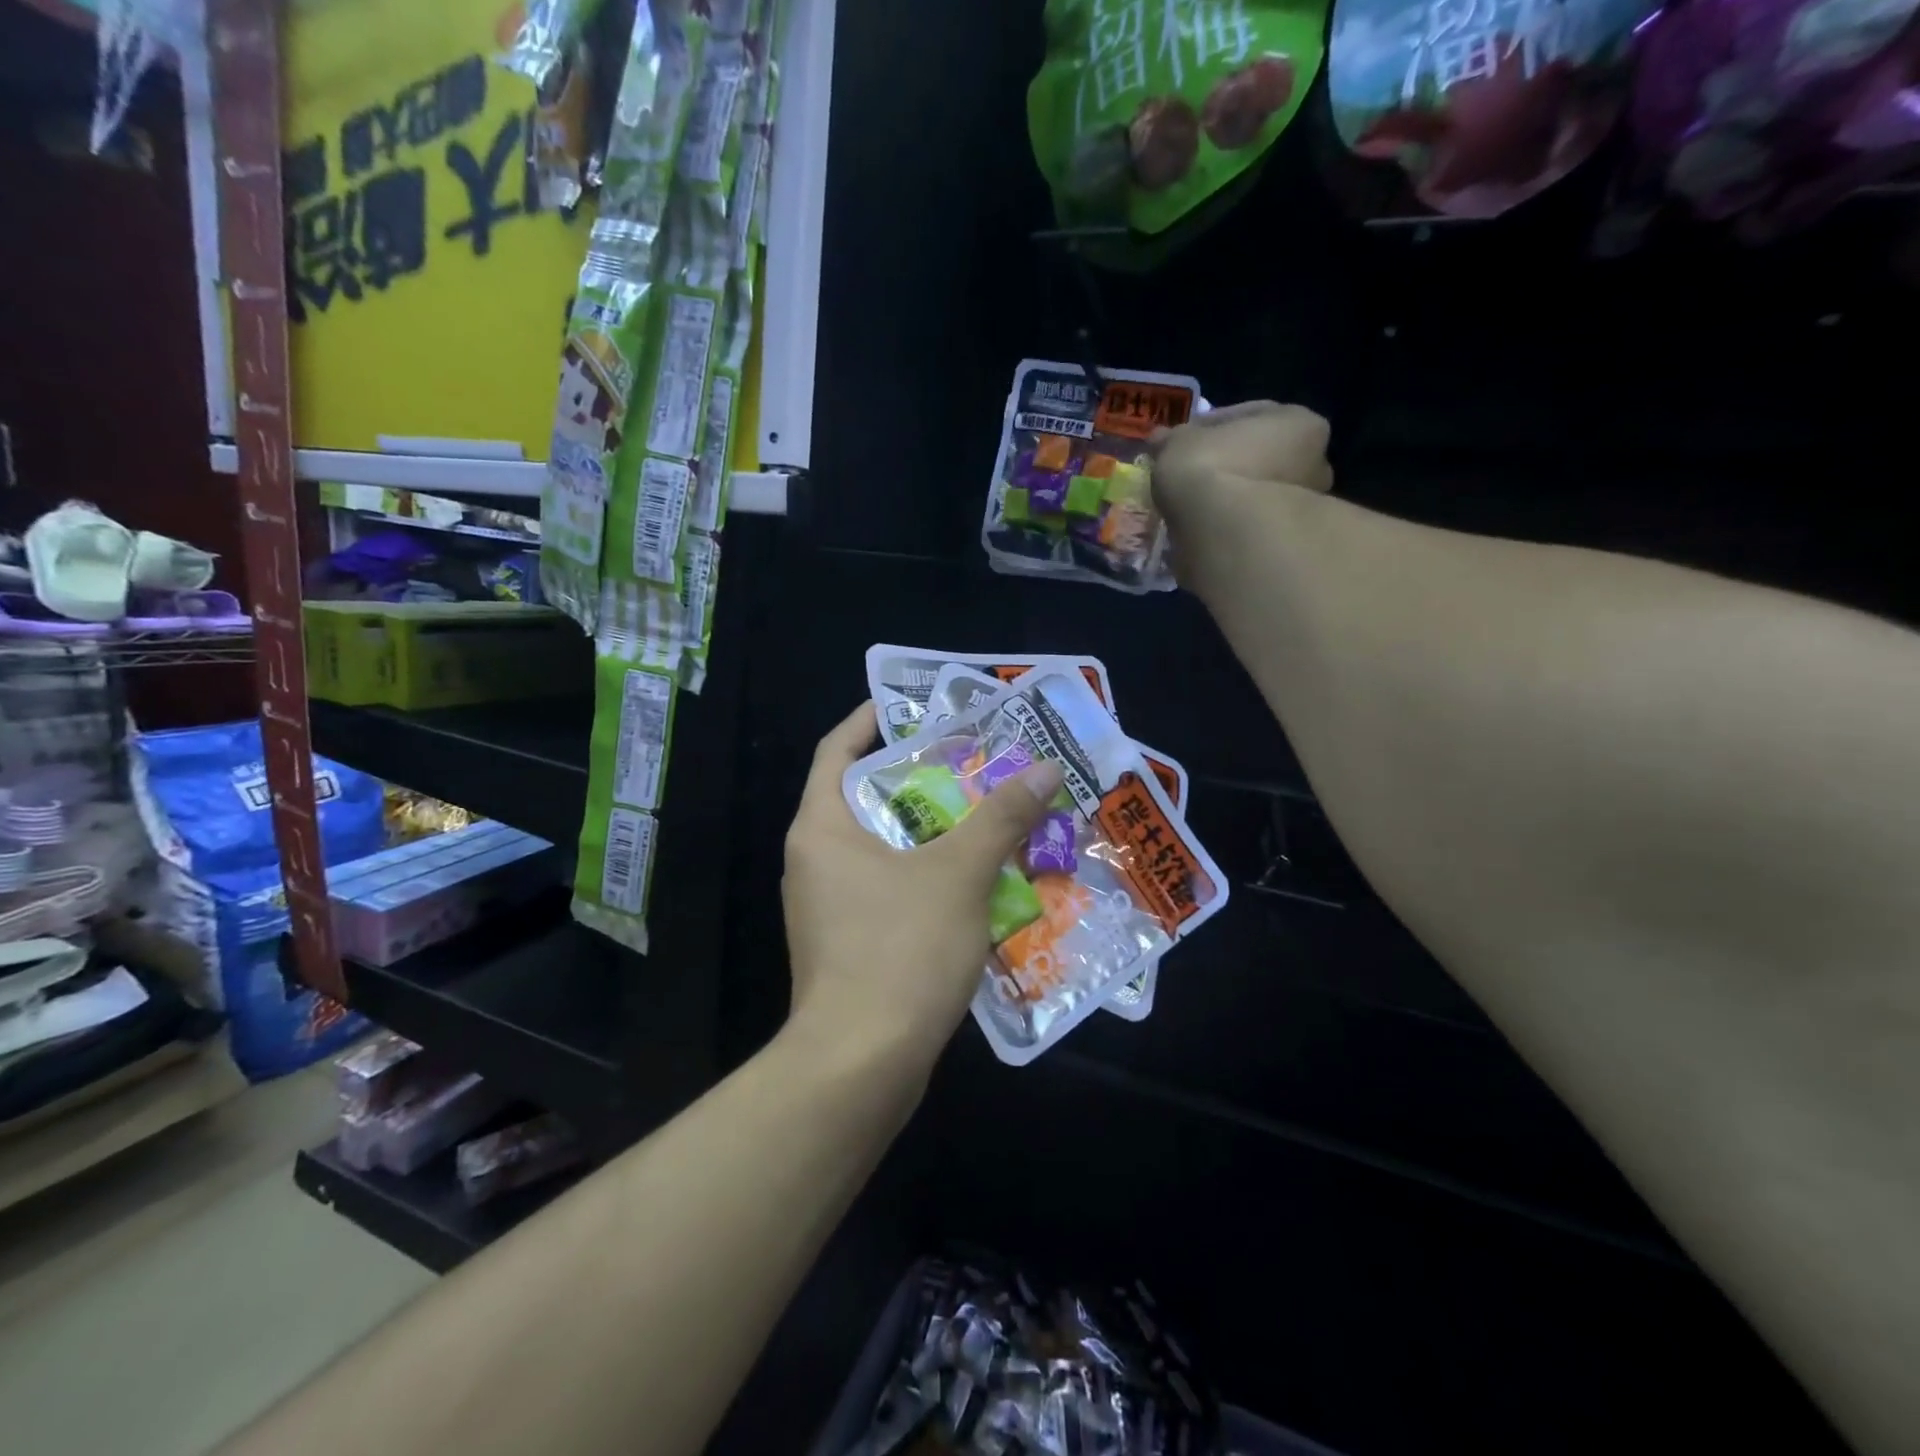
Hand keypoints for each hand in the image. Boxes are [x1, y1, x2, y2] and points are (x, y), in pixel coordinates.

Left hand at [781, 703, 1064, 1076]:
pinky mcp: (846, 945)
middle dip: (919, 780)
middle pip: (865, 799)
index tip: (910, 707)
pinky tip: (973, 885)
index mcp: (821, 829)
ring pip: (882, 849)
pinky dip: (925, 878)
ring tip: (983, 819)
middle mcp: (814, 861)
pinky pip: (887, 891)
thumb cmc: (900, 950)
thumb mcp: (959, 874)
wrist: (860, 1066)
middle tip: (971, 764)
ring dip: (930, 834)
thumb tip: (1043, 769)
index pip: (835, 751)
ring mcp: (827, 907)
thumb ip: (1001, 818)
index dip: (869, 721)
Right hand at [1147, 400, 1333, 536]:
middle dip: (1227, 466)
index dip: (1208, 428)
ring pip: (1255, 498)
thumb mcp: (1178, 443)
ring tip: (1191, 510)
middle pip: (1259, 458)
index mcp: (1298, 423)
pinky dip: (1227, 529)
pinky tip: (1198, 533)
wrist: (1224, 535)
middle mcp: (1314, 463)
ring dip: (1228, 501)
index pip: (1248, 416)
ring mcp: (1303, 510)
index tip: (1182, 442)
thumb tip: (1161, 440)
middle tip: (1190, 477)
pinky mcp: (1284, 546)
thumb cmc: (1210, 470)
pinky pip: (1248, 529)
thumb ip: (1172, 440)